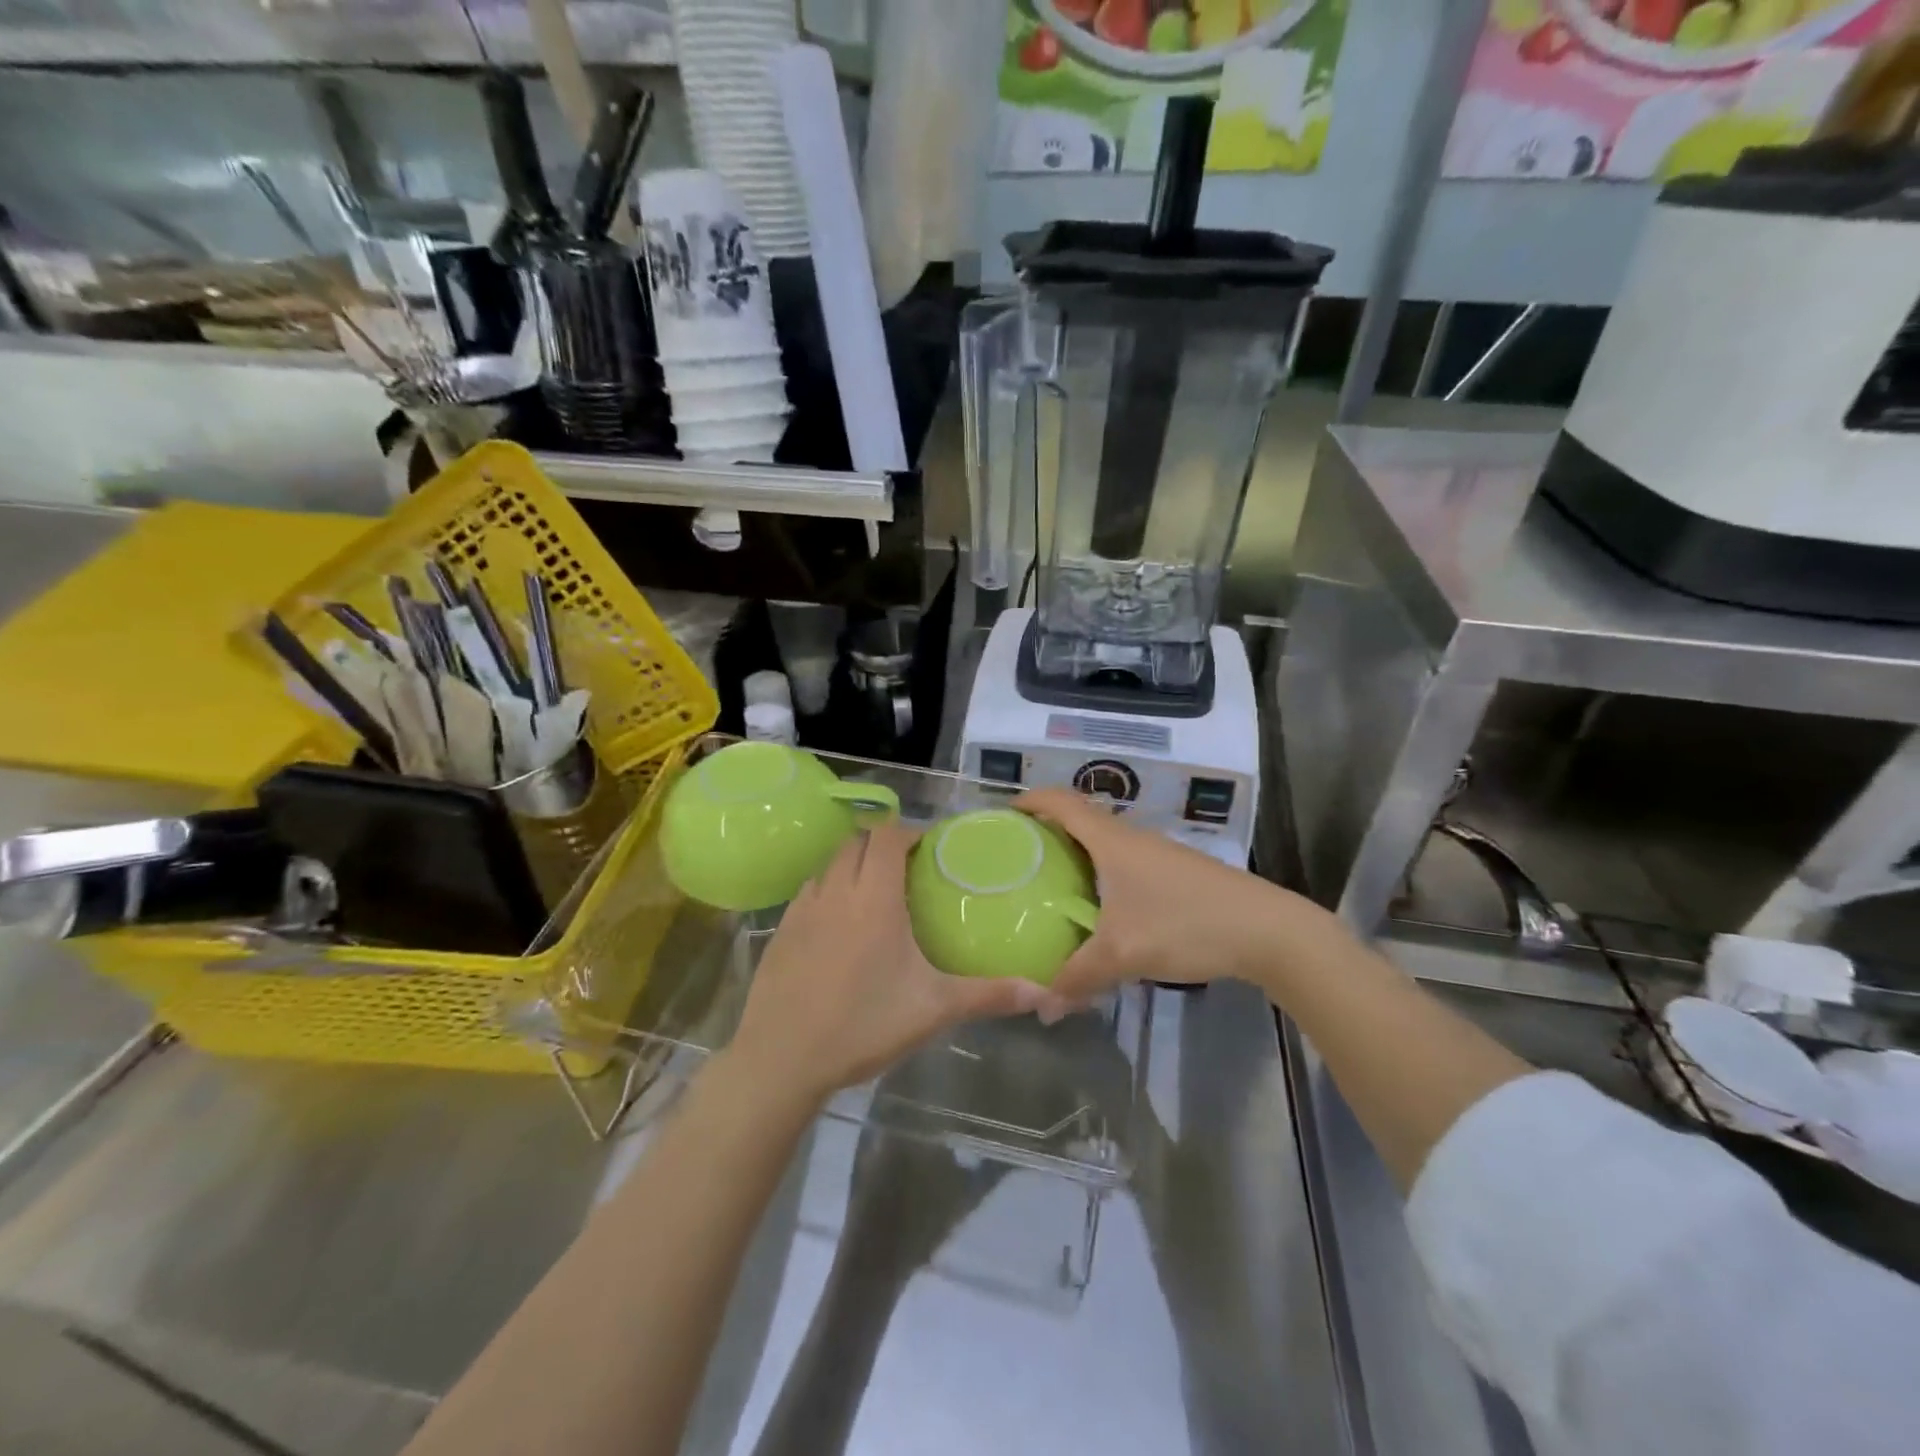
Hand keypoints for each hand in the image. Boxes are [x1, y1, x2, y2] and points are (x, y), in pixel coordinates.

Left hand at [727, 822, 1059, 1106]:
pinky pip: (809, 890)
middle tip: (909, 869)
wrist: (781, 1059)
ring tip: (876, 892)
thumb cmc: (863, 1025)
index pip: (888, 836)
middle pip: (858, 841)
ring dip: (854, 863)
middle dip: (883, 843)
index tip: (930, 850)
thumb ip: (989, 995)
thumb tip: (1044, 994)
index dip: (909, 832)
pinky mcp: (779, 930)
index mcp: (874, 898)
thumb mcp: (933, 1009)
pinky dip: (828, 889)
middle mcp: (836, 891)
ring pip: (830, 863)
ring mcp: (802, 909)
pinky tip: (839, 925)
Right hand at [1017, 788, 1308, 1001]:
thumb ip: (1077, 978)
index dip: (1030, 801)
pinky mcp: (1174, 873)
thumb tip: (1041, 1008)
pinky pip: (1123, 862)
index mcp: (1111, 840)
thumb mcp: (1124, 954)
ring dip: (1075, 854)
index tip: (1003, 816)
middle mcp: (1131, 837)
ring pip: (1104, 843)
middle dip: (1046, 831)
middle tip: (1017, 859)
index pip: (1061, 802)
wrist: (1267, 930)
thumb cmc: (1186, 924)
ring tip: (1049, 885)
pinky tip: (1098, 909)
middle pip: (1080, 819)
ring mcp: (1156, 854)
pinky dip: (1100, 873)